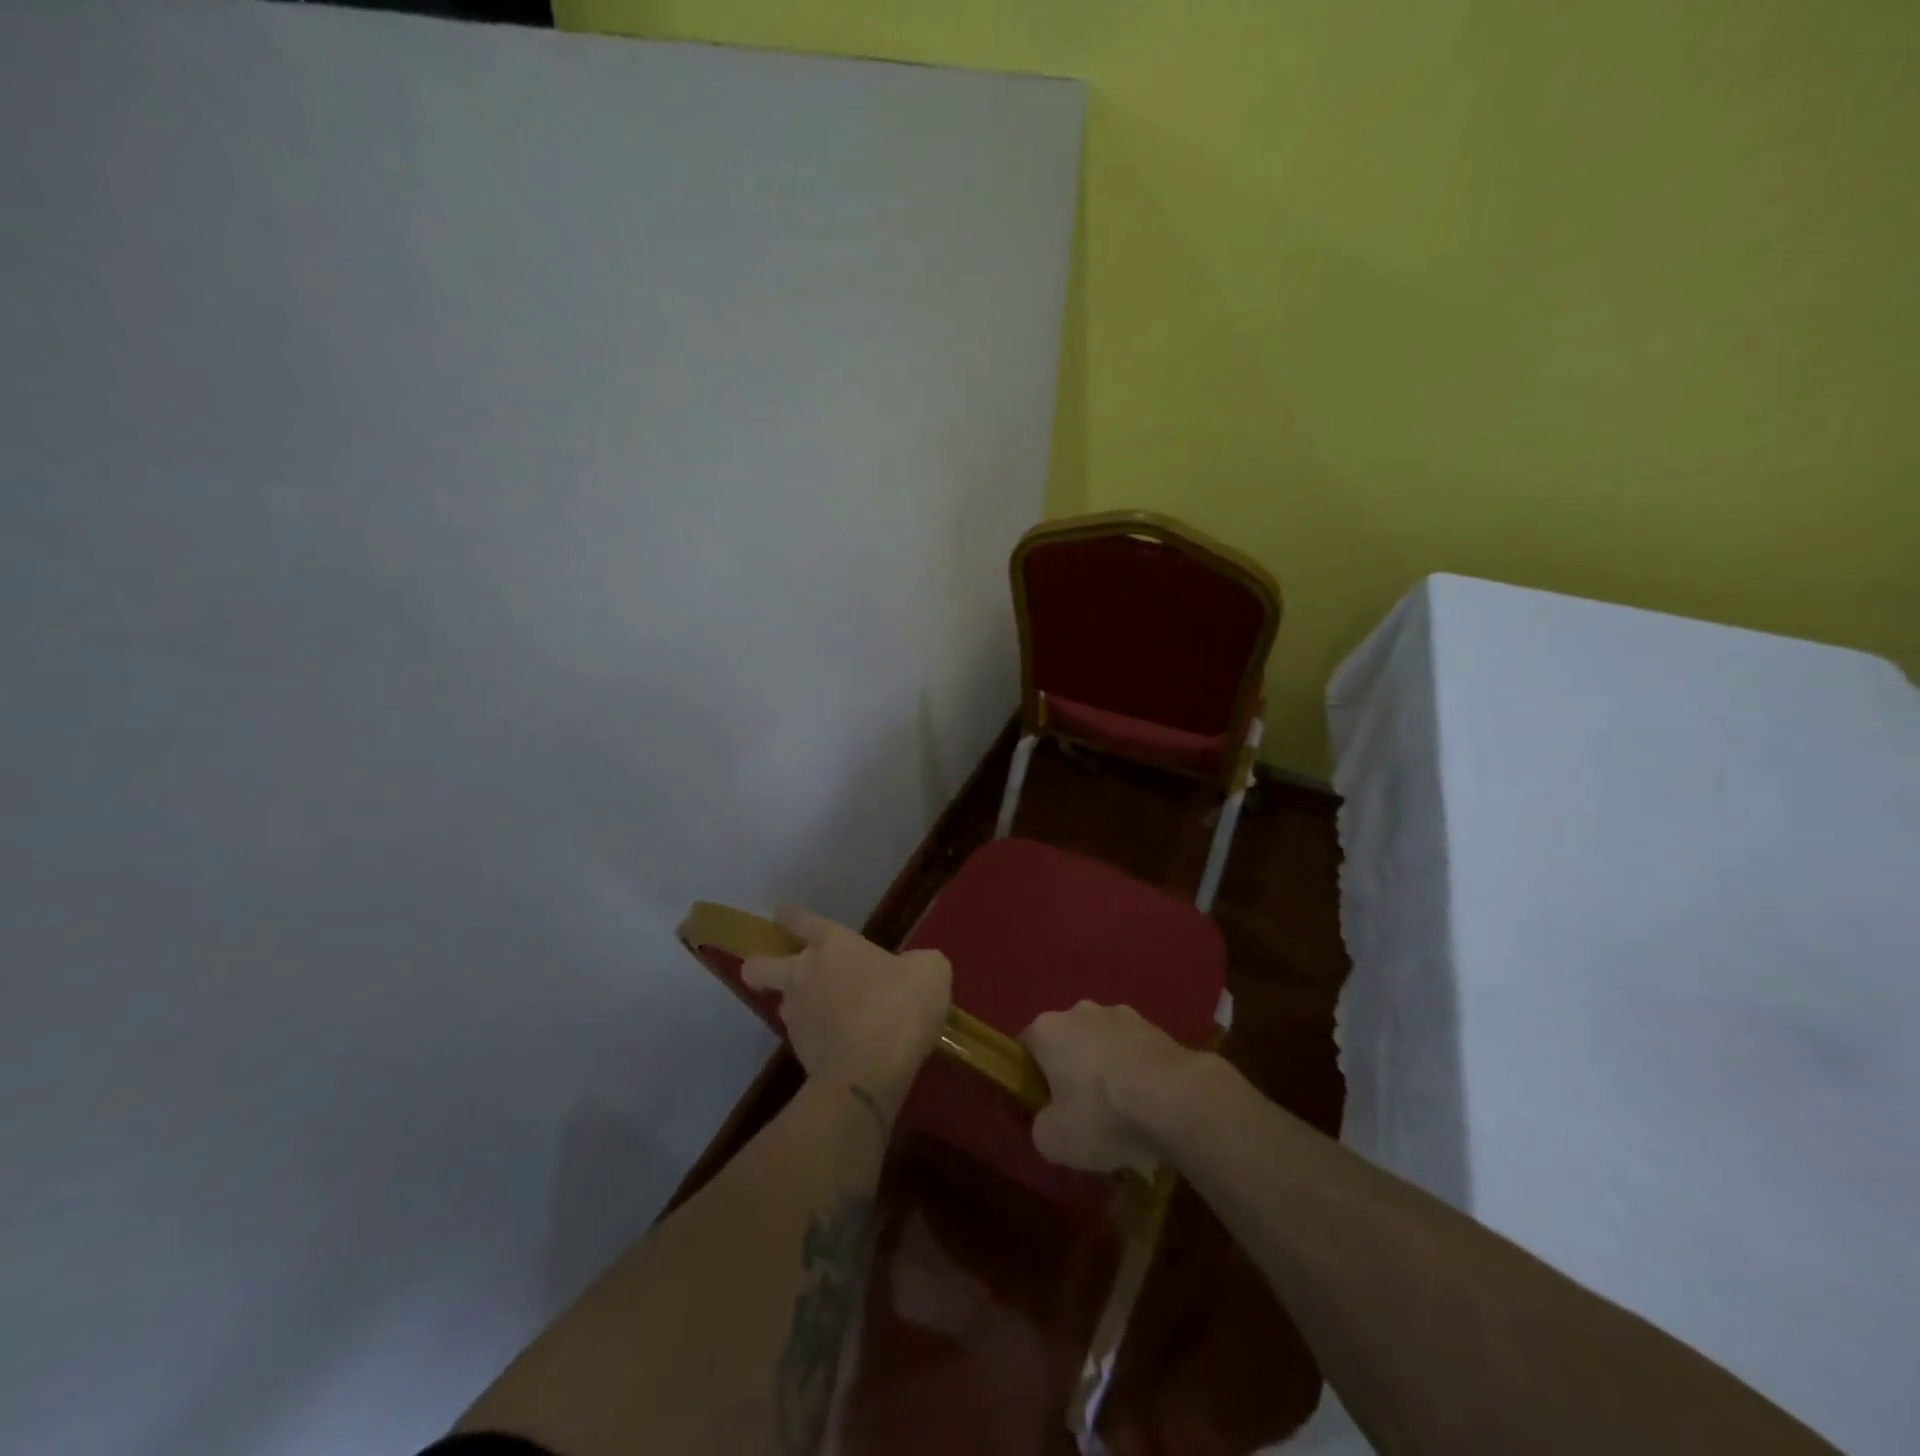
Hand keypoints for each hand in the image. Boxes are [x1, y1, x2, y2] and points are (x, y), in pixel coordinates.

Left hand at [741, 907, 951, 1115]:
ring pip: (783, 1004)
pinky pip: (805, 1037)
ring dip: (800, 1006)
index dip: (791, 917)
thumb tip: (909, 969)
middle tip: (775, 971)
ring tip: (829, 1016)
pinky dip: (819, 1038)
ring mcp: (797, 1016)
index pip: (801, 921)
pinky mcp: (799, 1053)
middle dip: (759, 967)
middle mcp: (804, 974)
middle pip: (759, 966)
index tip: (783, 915)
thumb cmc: (900, 1005)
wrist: (872, 1071)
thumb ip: (914, 963)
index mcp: (832, 944)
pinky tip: (844, 1044)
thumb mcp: (929, 971)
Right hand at [1019, 1002, 1209, 1173]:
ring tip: (1123, 1112)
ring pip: (1103, 1043)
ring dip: (1106, 1068)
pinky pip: (1135, 1051)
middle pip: (1067, 1041)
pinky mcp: (1156, 1026)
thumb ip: (1041, 1127)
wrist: (1174, 1098)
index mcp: (1048, 1028)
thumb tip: (1049, 1121)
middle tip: (1082, 1111)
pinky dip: (1136, 1071)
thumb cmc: (1102, 1113)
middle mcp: (1080, 1010)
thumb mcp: (1054, 1140)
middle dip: (1071, 1069)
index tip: (1042, 1105)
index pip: (1027, 1046)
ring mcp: (1121, 1014)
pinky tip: (1148, 1105)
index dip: (1031, 1076)